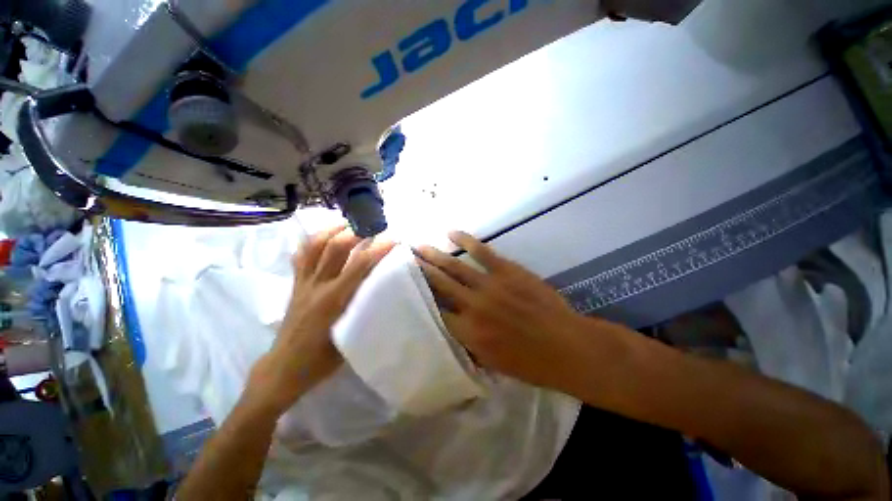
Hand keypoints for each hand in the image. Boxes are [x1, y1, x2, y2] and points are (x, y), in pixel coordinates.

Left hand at [248, 225, 394, 414]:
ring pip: (314, 247)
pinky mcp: (294, 285)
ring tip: (347, 224)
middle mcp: (317, 286)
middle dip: (355, 232)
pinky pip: (301, 256)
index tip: (393, 240)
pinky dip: (312, 242)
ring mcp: (302, 283)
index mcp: (334, 300)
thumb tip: (382, 290)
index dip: (378, 249)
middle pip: (335, 248)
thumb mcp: (351, 336)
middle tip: (372, 226)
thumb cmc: (321, 359)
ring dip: (331, 230)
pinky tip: (322, 238)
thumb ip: (365, 309)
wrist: (283, 368)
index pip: (359, 266)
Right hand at [415, 231, 615, 392]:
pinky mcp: (507, 270)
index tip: (405, 289)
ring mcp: (490, 285)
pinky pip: (482, 252)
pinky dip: (465, 240)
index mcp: (468, 333)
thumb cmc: (531, 363)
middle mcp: (473, 306)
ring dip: (435, 256)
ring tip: (418, 246)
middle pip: (439, 285)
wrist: (566, 346)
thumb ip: (467, 344)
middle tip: (404, 259)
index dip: (418, 300)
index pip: (434, 313)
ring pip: (455, 267)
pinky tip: (451, 233)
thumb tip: (450, 329)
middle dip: (420, 271)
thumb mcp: (492, 363)